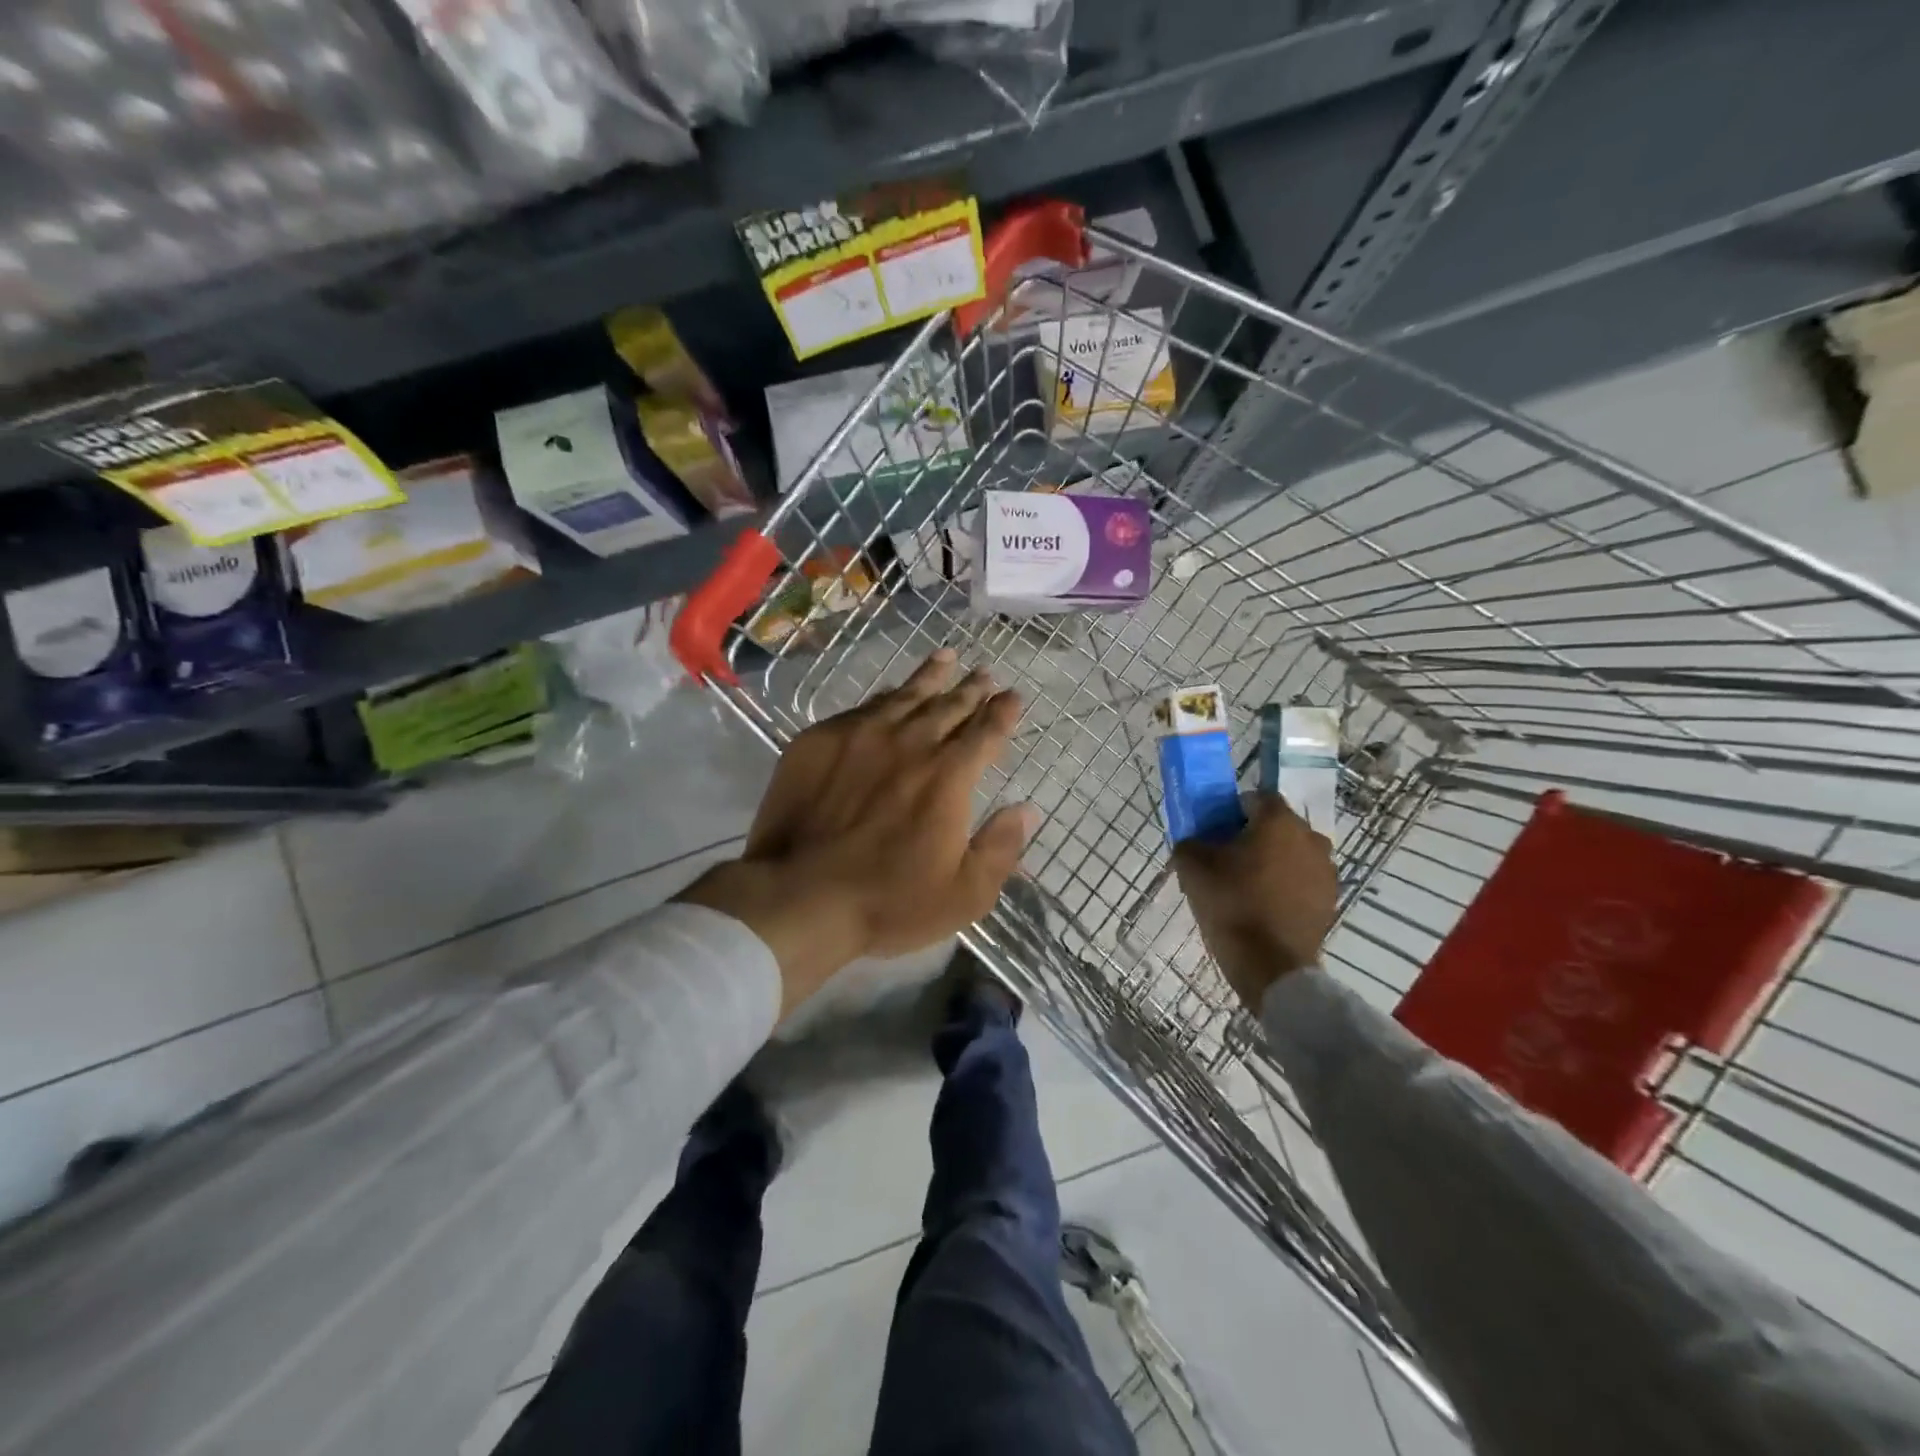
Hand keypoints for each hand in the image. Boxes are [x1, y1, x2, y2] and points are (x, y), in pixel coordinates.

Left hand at [677, 649, 1037, 1018]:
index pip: (985, 732)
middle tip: (984, 674)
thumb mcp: (964, 894)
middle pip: (949, 706)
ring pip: (906, 696)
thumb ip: (1001, 848)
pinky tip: (891, 693)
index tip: (1013, 696)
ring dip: (931, 676)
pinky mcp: (820, 740)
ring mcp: (862, 735)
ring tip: (945, 658)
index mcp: (949, 776)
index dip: (1003, 712)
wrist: (799, 895)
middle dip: (971, 688)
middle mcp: (910, 743)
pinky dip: (886, 696)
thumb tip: (1027, 809)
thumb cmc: (889, 901)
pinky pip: (863, 707)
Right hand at [1173, 794, 1336, 1011]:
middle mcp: (1311, 838)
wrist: (1270, 964)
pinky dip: (1287, 886)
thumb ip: (1191, 841)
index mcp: (1279, 821)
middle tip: (1228, 859)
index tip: (1217, 832)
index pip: (1256, 798)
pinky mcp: (1330, 900)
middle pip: (1278, 826)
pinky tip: (1266, 906)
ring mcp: (1326, 871)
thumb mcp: (1192, 866)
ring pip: (1293, 854)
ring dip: (1274, 861)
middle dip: (1255, 836)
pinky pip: (1303, 881)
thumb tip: (1196, 840)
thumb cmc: (1231, 903)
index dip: (1233, 811)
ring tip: (1248, 885)